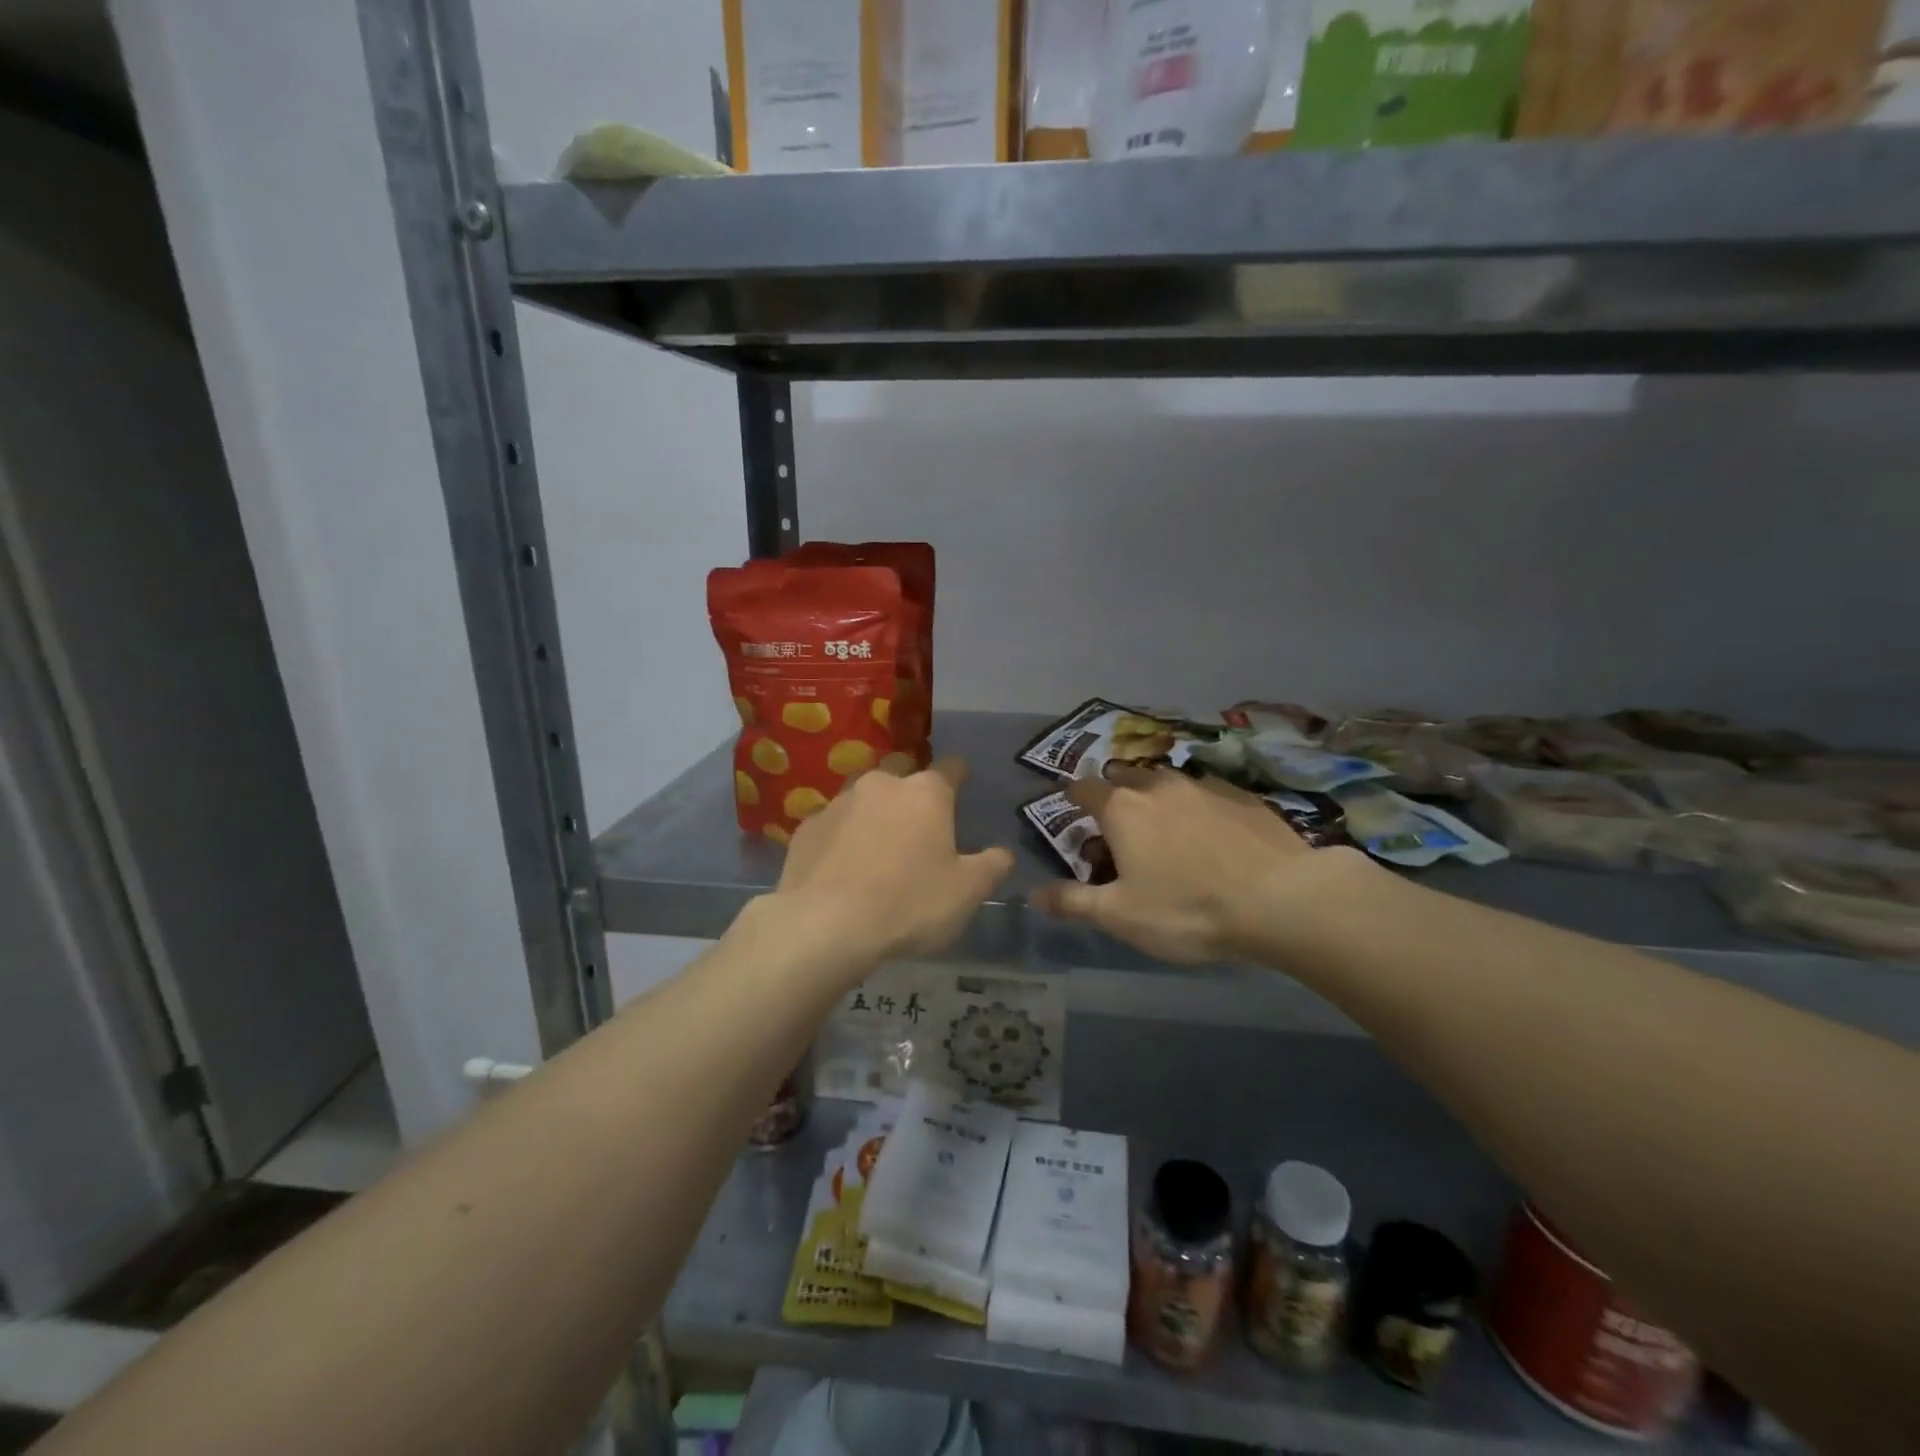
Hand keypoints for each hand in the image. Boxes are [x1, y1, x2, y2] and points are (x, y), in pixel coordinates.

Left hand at [772, 757, 1014, 968]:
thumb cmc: (909, 903)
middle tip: (919, 814)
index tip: (963, 784)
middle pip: (902, 768)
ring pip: (863, 792)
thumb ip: (991, 867)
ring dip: (874, 807)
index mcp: (926, 792)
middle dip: (912, 782)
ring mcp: (839, 802)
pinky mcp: (808, 826)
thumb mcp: (966, 893)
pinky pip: (833, 821)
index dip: (960, 775)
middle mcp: (882, 784)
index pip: (951, 767)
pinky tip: (843, 861)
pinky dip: (842, 833)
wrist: (825, 925)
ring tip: (879, 837)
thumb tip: (1004, 853)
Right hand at [1031, 768, 1342, 963]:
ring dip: (1159, 798)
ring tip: (1165, 826)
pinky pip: (1208, 794)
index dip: (1071, 795)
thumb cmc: (1187, 908)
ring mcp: (1205, 787)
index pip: (1084, 789)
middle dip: (1116, 792)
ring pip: (1169, 783)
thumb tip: (1033, 893)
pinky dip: (1198, 807)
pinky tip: (1212, 832)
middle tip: (1118, 820)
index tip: (1067, 802)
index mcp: (1122, 809)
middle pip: (1126, 777)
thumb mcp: (1120, 915)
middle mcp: (1159, 787)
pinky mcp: (1244, 796)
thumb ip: (1073, 902)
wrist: (1282, 898)